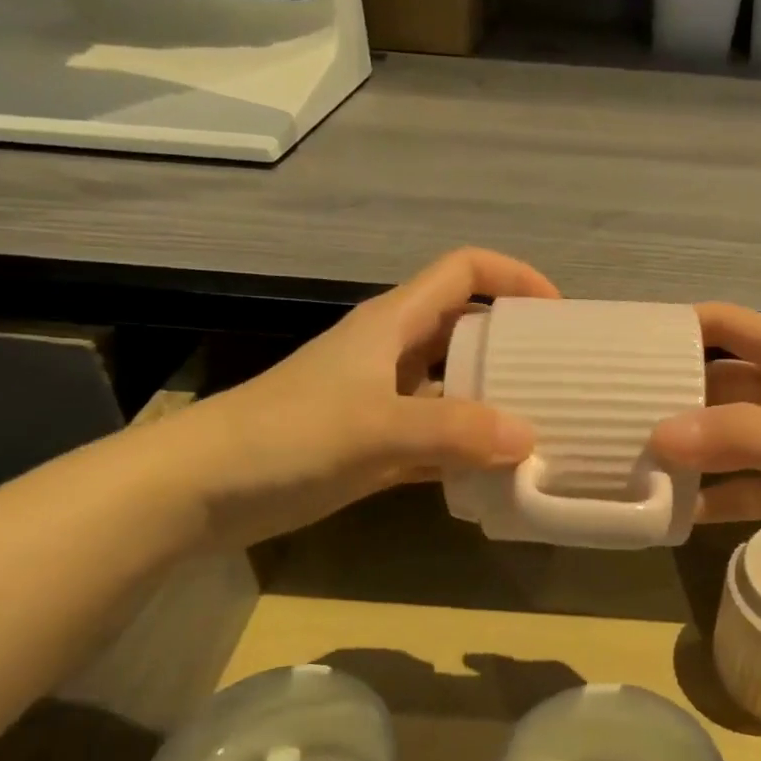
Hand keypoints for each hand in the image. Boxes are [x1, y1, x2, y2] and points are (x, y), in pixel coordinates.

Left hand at [166, 248, 557, 547]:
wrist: (201, 490)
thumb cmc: (286, 436)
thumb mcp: (376, 426)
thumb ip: (454, 430)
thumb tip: (529, 438)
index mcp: (391, 324)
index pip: (463, 271)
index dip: (513, 277)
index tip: (557, 314)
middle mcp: (391, 353)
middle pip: (465, 329)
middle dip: (513, 344)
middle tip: (560, 376)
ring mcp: (381, 401)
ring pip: (453, 388)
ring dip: (493, 403)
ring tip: (542, 427)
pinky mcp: (373, 445)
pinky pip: (435, 439)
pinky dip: (465, 451)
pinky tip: (495, 475)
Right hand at [649, 304, 760, 593]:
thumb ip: (738, 437)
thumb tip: (656, 436)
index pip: (724, 326)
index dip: (676, 330)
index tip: (623, 349)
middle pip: (716, 385)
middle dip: (670, 400)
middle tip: (610, 420)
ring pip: (727, 441)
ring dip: (687, 453)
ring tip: (628, 469)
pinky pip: (745, 488)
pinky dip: (713, 498)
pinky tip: (673, 514)